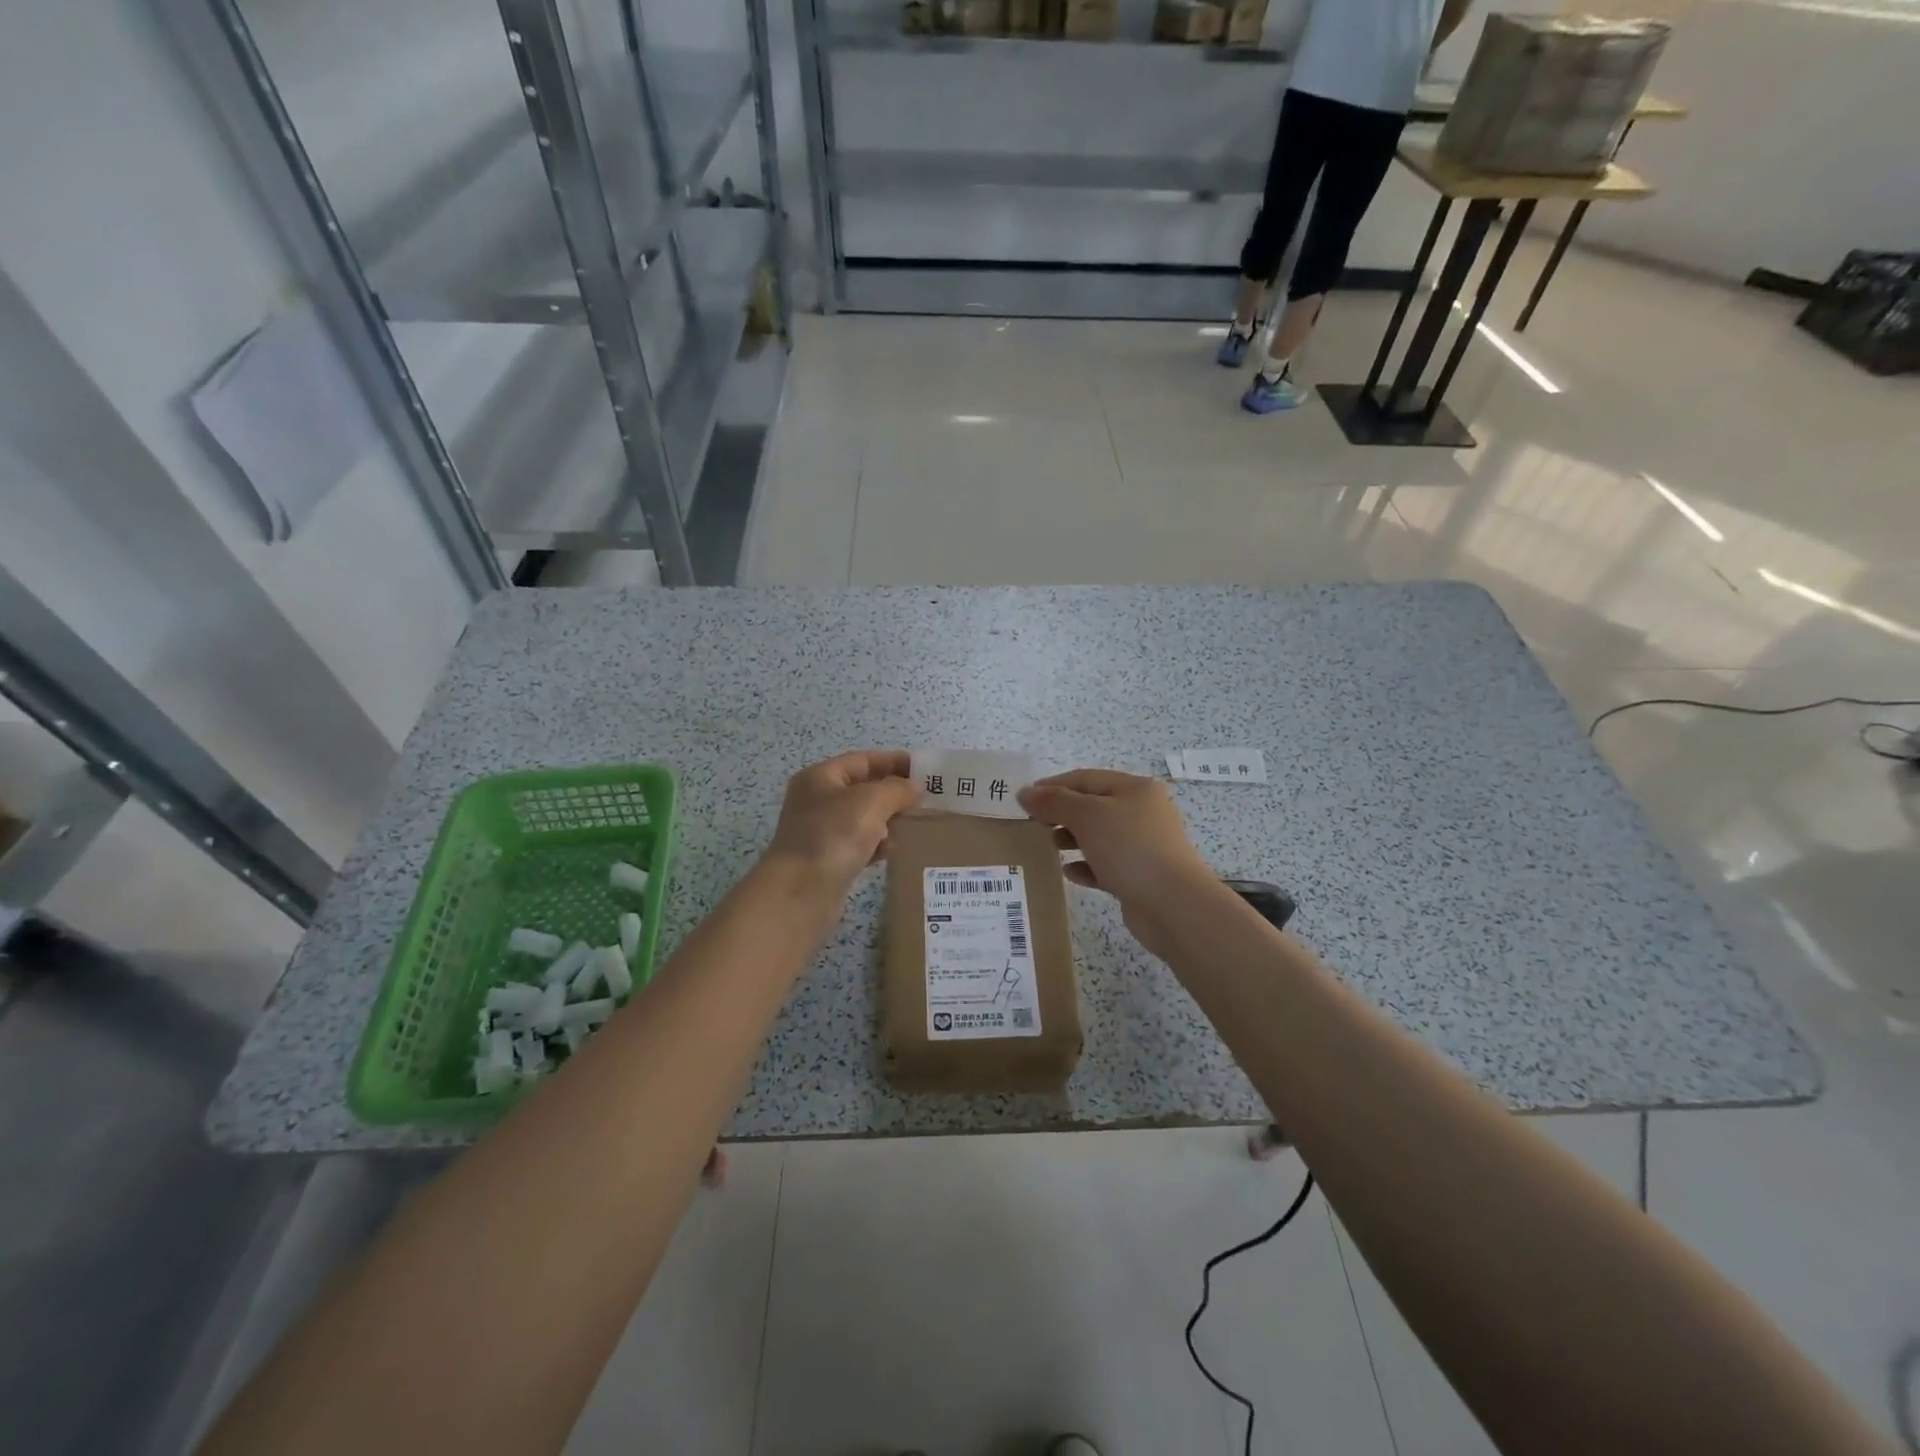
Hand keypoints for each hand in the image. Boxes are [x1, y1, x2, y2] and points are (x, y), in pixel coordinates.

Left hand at [761, 750, 921, 900]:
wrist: (801, 892)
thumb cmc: (833, 836)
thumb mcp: (870, 801)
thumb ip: (896, 788)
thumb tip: (913, 787)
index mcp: (820, 777)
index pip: (863, 760)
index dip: (894, 761)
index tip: (926, 770)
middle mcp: (817, 800)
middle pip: (863, 789)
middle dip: (894, 793)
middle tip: (928, 800)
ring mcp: (821, 831)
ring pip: (863, 818)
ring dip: (889, 820)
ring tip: (916, 825)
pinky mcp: (828, 859)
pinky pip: (860, 844)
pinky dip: (878, 845)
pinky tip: (894, 851)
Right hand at [1018, 770, 1219, 957]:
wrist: (1172, 905)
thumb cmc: (1129, 848)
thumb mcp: (1087, 816)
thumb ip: (1054, 802)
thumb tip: (1025, 792)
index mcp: (1135, 789)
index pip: (1086, 778)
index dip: (1053, 785)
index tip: (1024, 799)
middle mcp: (1143, 812)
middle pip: (1093, 806)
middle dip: (1062, 813)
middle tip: (1034, 825)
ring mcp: (1144, 845)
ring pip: (1099, 836)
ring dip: (1072, 838)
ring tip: (1050, 846)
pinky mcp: (1140, 876)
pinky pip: (1106, 865)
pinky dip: (1086, 866)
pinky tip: (1069, 872)